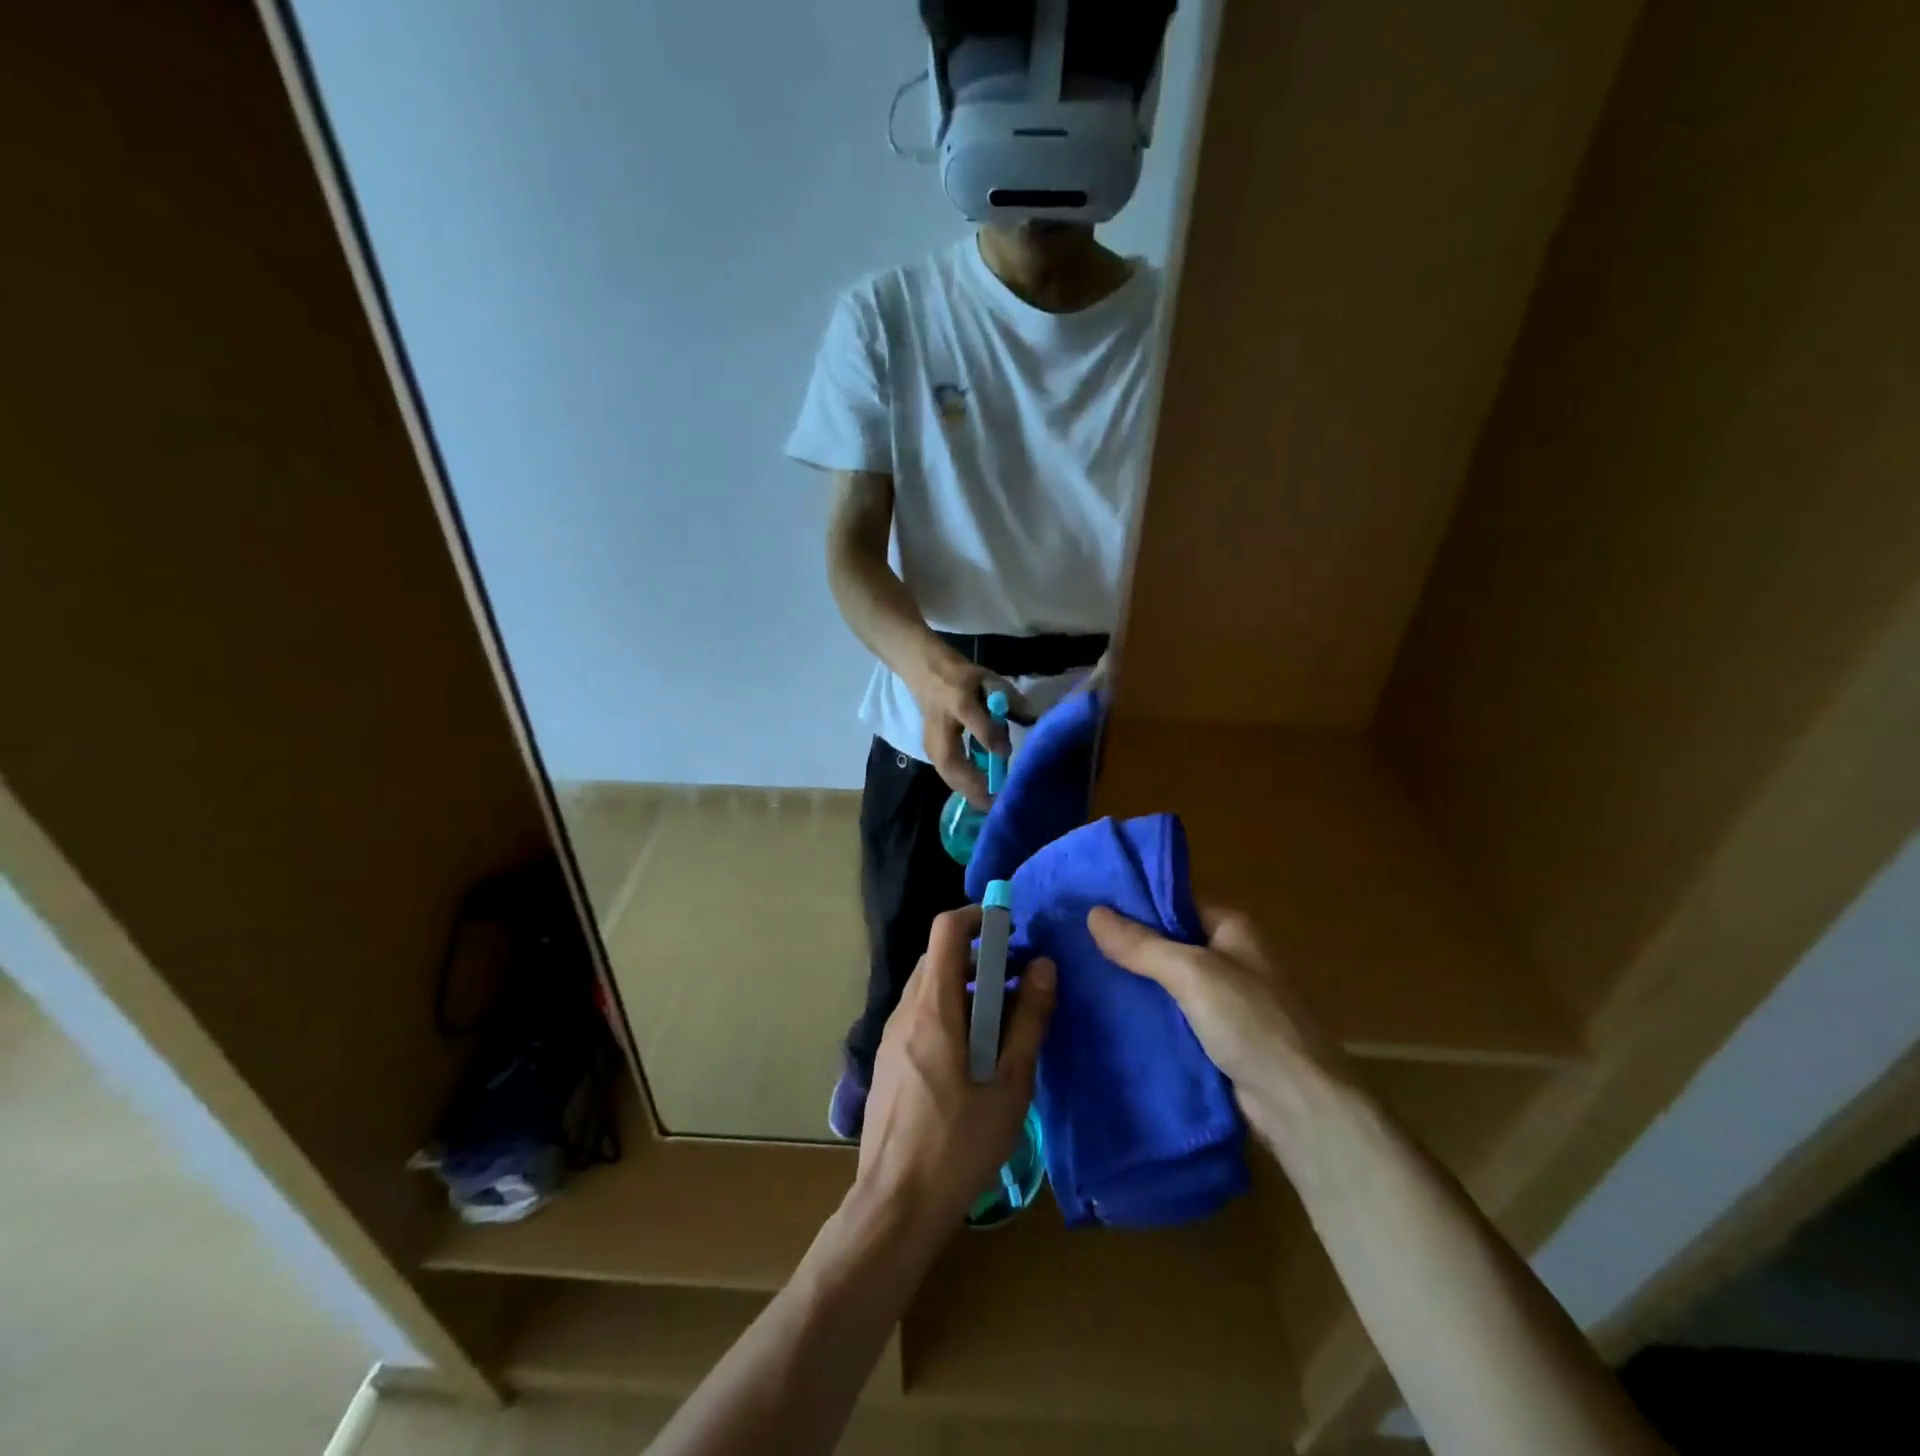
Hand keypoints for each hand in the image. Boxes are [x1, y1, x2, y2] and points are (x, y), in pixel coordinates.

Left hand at [855, 906, 1056, 1241]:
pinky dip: (949, 1013)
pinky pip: (920, 1016)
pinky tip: (973, 1057)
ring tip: (1003, 1025)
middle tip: (1017, 984)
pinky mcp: (888, 1061)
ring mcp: (891, 1037)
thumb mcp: (1009, 1083)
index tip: (1011, 930)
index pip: (946, 930)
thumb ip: (1029, 1020)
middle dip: (979, 958)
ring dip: (965, 989)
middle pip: (938, 958)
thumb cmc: (959, 1143)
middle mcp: (905, 1011)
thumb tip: (1044, 966)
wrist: (896, 1205)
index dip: (978, 917)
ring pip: (929, 988)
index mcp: (932, 1007)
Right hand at [908, 654, 1032, 809]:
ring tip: (991, 806)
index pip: (972, 719)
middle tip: (996, 801)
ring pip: (946, 772)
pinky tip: (980, 798)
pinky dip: (963, 788)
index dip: (989, 737)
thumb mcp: (992, 681)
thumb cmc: (967, 680)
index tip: (1007, 755)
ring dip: (968, 791)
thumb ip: (1013, 702)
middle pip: (951, 758)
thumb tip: (1036, 724)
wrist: (929, 676)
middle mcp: (941, 723)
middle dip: (973, 783)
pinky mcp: (929, 751)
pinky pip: (945, 774)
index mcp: (958, 698)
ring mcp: (930, 739)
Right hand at [1087, 905, 1347, 1125]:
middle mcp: (1230, 956)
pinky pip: (1172, 1014)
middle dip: (1127, 944)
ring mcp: (1224, 998)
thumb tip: (1092, 912)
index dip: (1134, 902)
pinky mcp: (1216, 1036)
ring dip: (1133, 980)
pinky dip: (1146, 1012)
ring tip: (1079, 973)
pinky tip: (1108, 1013)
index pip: (1175, 902)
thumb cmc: (1252, 1023)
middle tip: (1073, 941)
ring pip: (1167, 980)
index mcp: (1233, 928)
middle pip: (1168, 941)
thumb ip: (1142, 945)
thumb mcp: (1193, 974)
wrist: (1299, 1106)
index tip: (1087, 904)